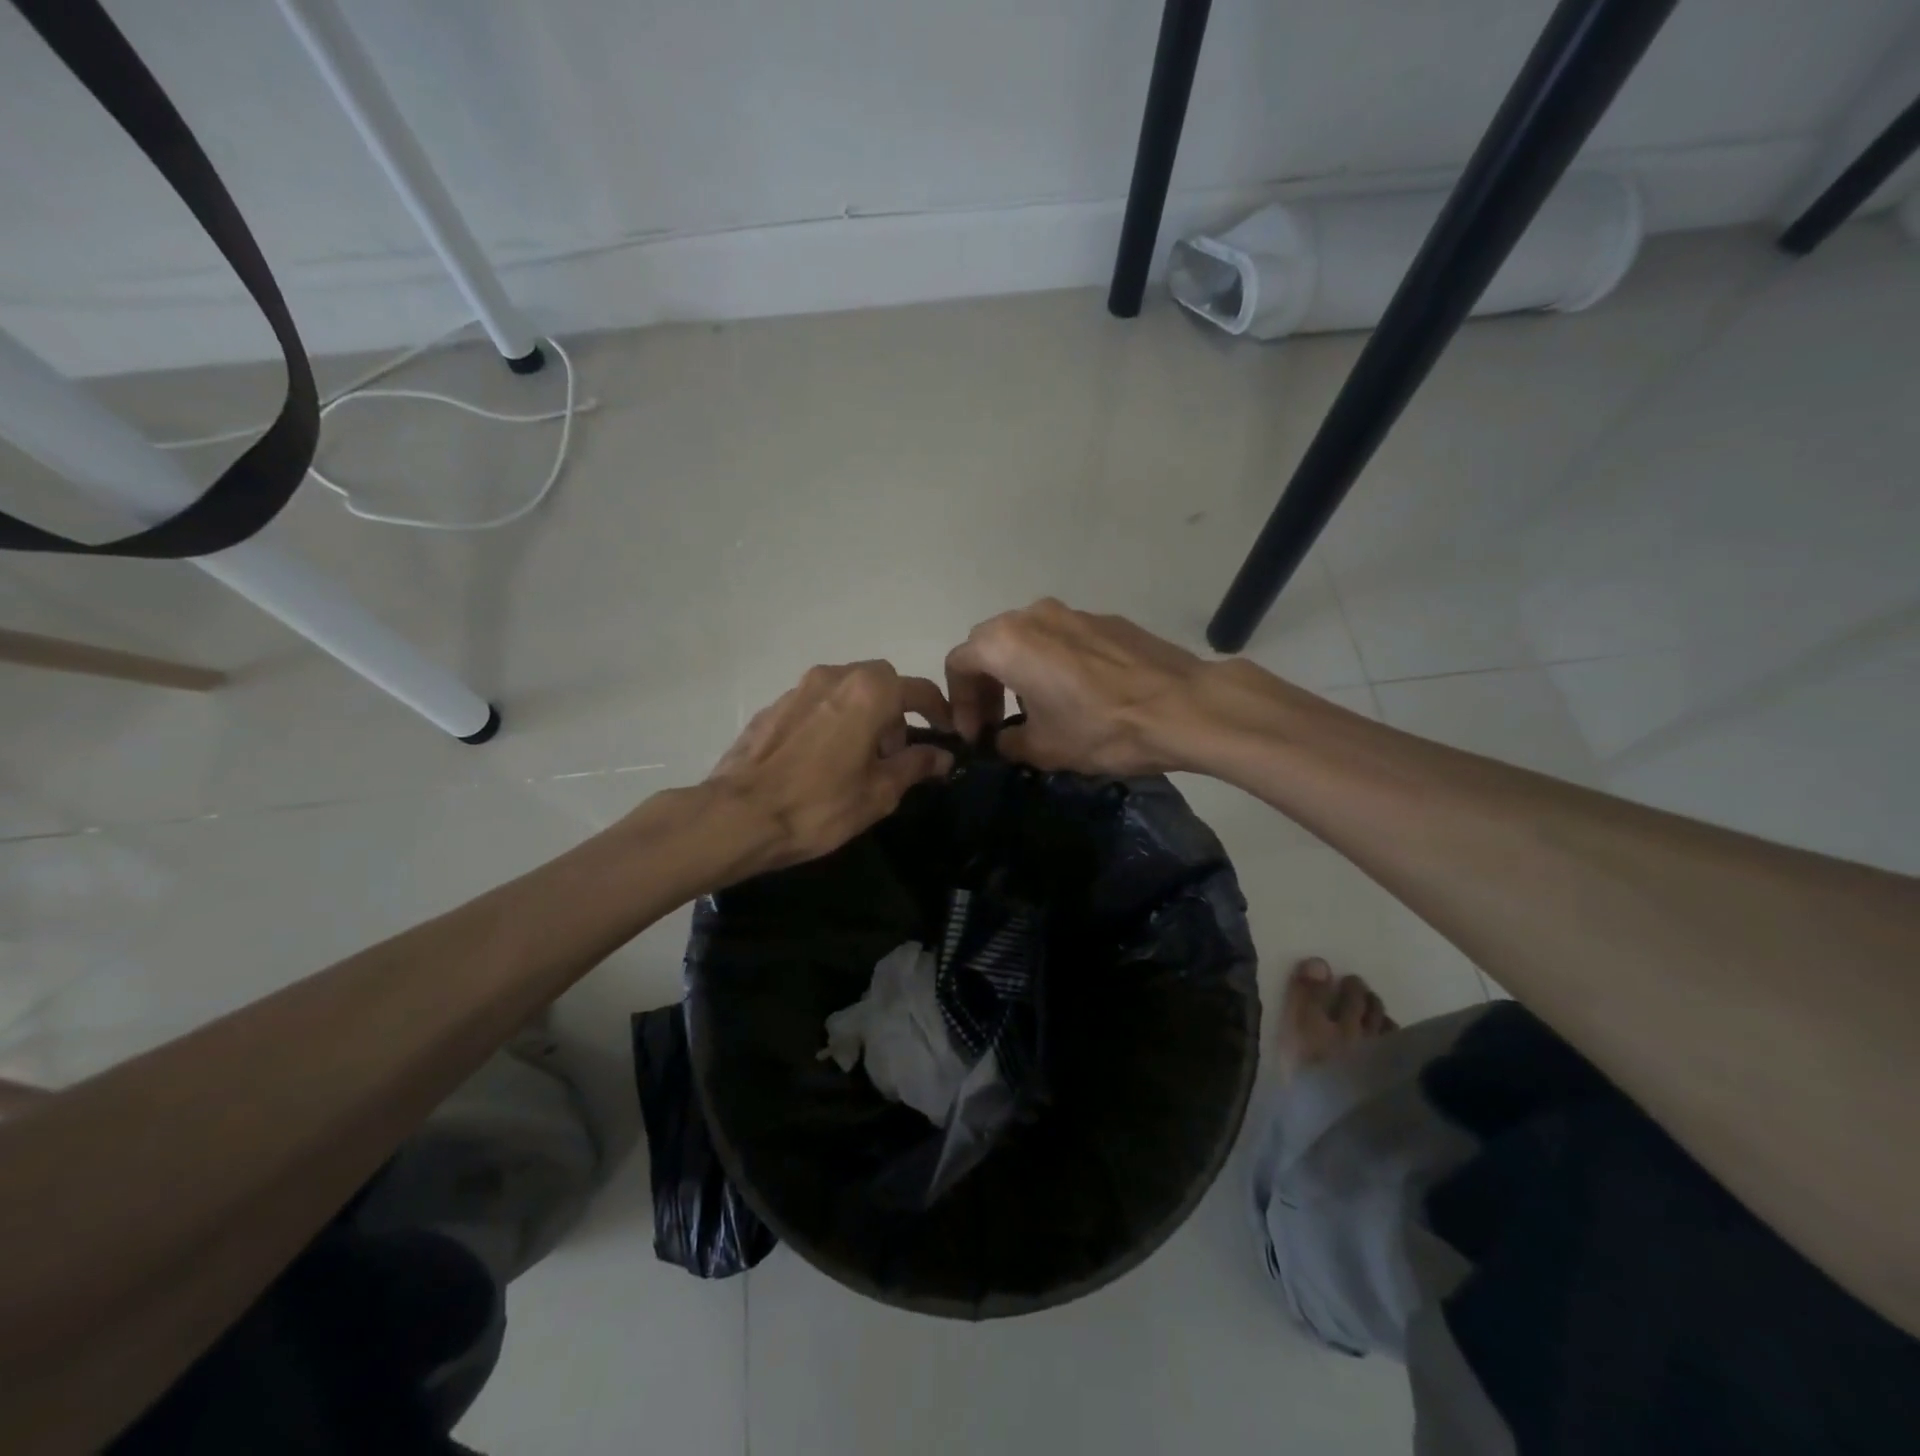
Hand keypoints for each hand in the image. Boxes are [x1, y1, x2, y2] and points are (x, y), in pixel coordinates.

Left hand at [707, 662, 953, 875]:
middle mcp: (834, 677)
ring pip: (846, 689)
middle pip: (880, 682)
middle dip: (896, 709)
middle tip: (895, 751)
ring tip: (859, 757)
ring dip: (862, 713)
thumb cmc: (819, 805)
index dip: (938, 711)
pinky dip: (832, 720)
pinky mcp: (772, 707)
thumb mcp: (879, 792)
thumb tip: (942, 756)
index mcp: (868, 692)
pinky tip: (823, 759)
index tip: (947, 733)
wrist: (737, 816)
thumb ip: (915, 765)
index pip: (918, 690)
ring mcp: (798, 688)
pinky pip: (817, 704)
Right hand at [944, 600, 1210, 774]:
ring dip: (1017, 671)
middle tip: (995, 723)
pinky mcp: (1105, 619)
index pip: (959, 663)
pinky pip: (1061, 638)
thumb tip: (1004, 739)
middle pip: (989, 644)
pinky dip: (1051, 662)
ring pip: (1026, 638)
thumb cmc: (1101, 728)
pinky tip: (1075, 695)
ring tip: (1034, 709)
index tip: (975, 735)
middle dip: (984, 684)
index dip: (959, 703)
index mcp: (1006, 642)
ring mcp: (1072, 612)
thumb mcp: (1044, 748)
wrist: (1183, 707)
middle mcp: (1032, 615)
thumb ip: (1008, 742)